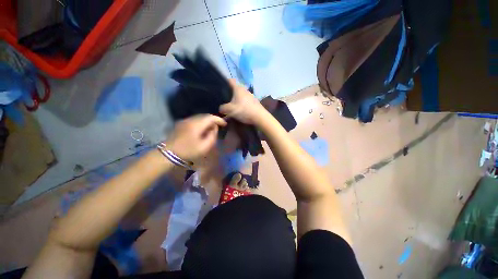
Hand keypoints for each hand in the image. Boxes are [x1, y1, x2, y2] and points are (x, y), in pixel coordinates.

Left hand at [165, 114, 226, 160]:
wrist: (168, 153)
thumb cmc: (188, 151)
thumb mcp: (204, 147)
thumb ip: (212, 136)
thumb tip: (214, 128)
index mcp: (196, 125)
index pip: (210, 117)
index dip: (219, 119)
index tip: (224, 124)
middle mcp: (190, 120)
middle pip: (205, 116)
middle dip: (213, 120)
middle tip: (218, 127)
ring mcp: (184, 121)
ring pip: (199, 117)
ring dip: (207, 121)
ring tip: (210, 129)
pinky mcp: (181, 123)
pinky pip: (194, 120)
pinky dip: (200, 123)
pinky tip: (201, 130)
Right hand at [219, 79, 267, 124]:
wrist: (260, 117)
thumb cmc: (244, 111)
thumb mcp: (230, 110)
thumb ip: (222, 108)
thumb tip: (221, 108)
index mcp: (238, 88)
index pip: (230, 80)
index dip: (224, 82)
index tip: (219, 87)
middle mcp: (245, 90)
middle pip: (234, 89)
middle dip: (229, 94)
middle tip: (224, 100)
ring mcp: (250, 96)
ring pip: (240, 96)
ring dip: (235, 100)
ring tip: (231, 106)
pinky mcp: (254, 102)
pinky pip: (245, 101)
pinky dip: (241, 104)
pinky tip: (239, 111)